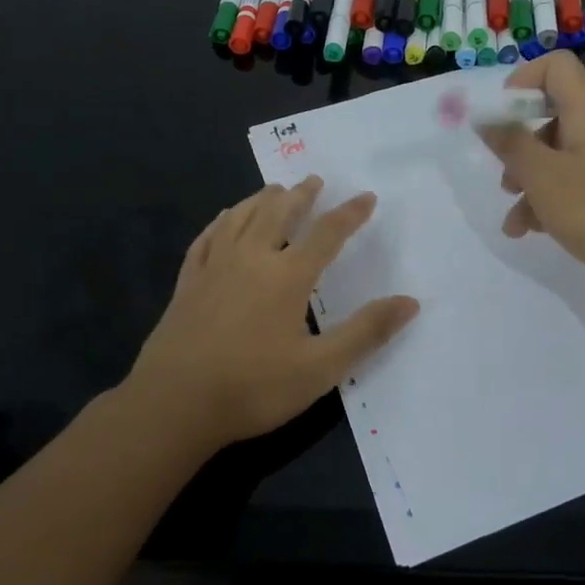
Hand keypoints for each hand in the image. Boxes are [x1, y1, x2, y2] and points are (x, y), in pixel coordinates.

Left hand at [129, 178, 418, 451]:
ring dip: (261, 200)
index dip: (350, 214)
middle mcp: (251, 259)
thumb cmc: (254, 387)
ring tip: (274, 189)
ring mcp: (214, 268)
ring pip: (240, 218)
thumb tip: (410, 302)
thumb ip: (366, 332)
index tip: (366, 196)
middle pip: (278, 214)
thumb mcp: (321, 368)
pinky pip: (206, 239)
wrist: (174, 404)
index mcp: (287, 276)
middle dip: (301, 196)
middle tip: (313, 180)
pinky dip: (219, 222)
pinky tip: (222, 219)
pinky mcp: (188, 283)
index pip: (326, 234)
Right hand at [479, 51, 584, 306]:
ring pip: (564, 160)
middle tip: (506, 181)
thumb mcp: (544, 178)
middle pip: (555, 118)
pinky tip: (538, 234)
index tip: (500, 120)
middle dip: (520, 148)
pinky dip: (556, 204)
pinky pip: (582, 188)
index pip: (557, 67)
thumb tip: (486, 116)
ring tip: (515, 225)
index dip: (522, 82)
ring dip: (533, 186)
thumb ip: (511, 145)